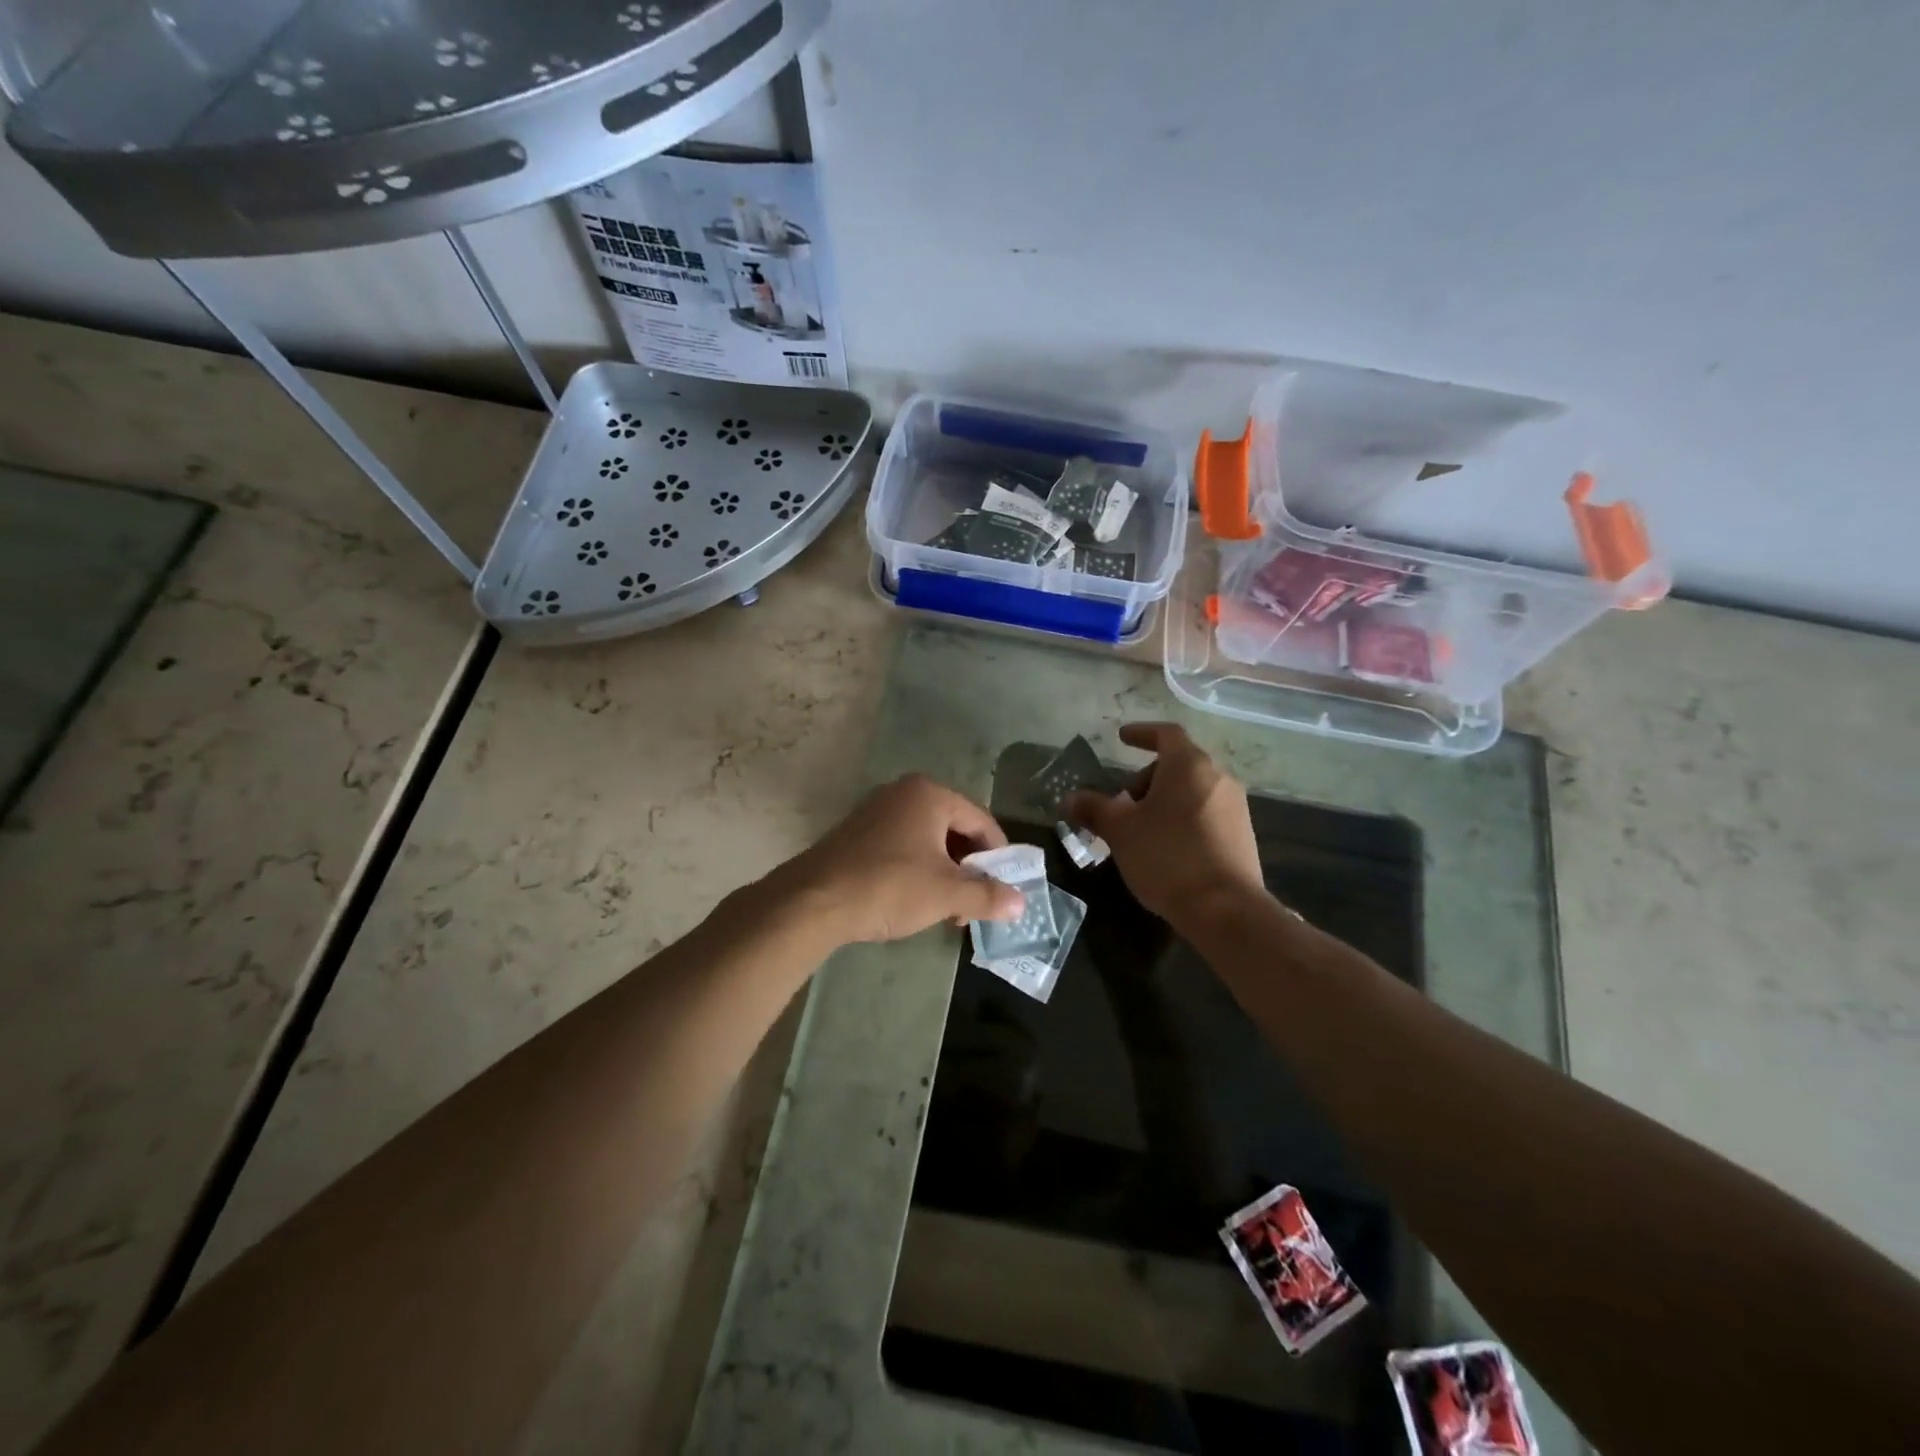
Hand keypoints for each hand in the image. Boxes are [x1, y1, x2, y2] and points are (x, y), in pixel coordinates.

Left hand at [769, 774, 1024, 945]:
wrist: (813, 901)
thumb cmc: (889, 886)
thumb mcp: (946, 894)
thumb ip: (987, 896)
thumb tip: (1021, 903)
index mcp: (930, 795)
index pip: (982, 822)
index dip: (999, 858)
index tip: (1004, 890)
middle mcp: (904, 793)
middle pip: (955, 830)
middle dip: (969, 870)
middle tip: (973, 906)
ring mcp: (877, 811)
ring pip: (928, 841)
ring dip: (945, 875)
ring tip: (947, 911)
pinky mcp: (857, 834)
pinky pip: (903, 847)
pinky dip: (918, 871)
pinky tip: (915, 902)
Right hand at [1065, 722, 1264, 931]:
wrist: (1225, 909)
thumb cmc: (1167, 856)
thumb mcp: (1120, 831)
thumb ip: (1094, 808)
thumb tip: (1070, 798)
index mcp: (1189, 765)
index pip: (1166, 734)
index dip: (1142, 733)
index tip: (1122, 738)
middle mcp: (1218, 778)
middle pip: (1178, 765)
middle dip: (1146, 779)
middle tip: (1122, 804)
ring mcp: (1235, 807)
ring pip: (1192, 791)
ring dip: (1164, 801)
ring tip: (1141, 831)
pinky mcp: (1242, 835)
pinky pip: (1206, 814)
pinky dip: (1183, 819)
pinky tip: (1167, 849)